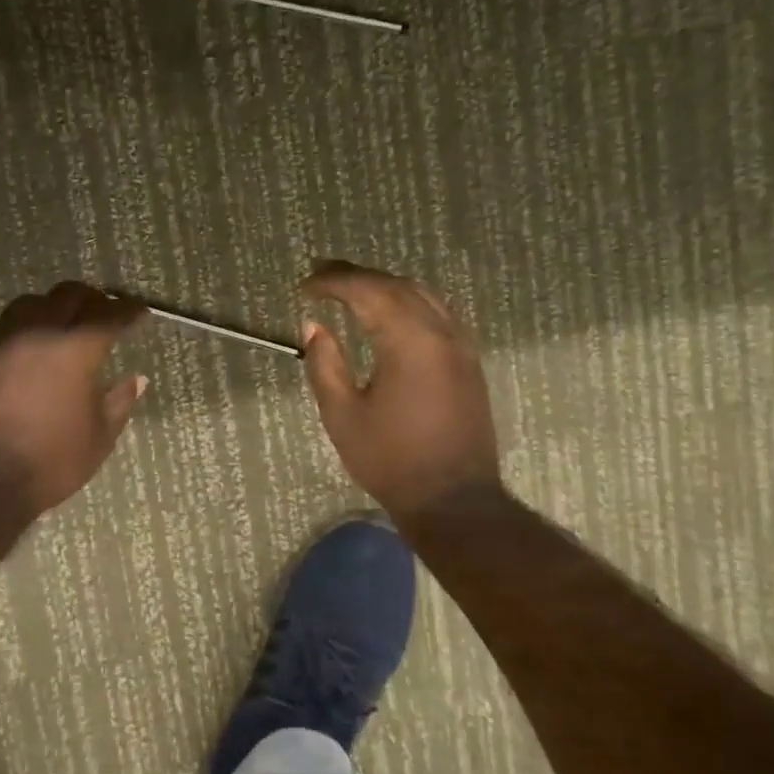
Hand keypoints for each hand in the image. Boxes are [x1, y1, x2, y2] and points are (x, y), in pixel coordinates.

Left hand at [0, 282, 147, 514]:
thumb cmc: (50, 464)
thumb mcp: (99, 439)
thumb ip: (119, 402)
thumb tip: (136, 379)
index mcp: (75, 350)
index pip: (110, 316)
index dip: (129, 311)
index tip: (139, 312)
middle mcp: (37, 332)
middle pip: (68, 295)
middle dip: (91, 300)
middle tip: (103, 313)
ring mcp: (0, 340)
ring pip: (29, 303)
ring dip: (50, 309)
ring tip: (58, 325)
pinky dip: (15, 329)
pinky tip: (18, 346)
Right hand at [299, 260, 500, 517]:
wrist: (452, 499)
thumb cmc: (390, 460)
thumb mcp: (342, 415)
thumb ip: (324, 364)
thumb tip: (314, 326)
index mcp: (409, 341)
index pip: (367, 291)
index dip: (333, 282)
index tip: (305, 286)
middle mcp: (441, 332)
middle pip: (397, 285)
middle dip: (357, 276)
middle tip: (322, 275)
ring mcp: (461, 345)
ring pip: (422, 295)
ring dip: (385, 285)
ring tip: (351, 288)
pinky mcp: (469, 362)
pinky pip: (438, 313)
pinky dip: (408, 302)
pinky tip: (390, 313)